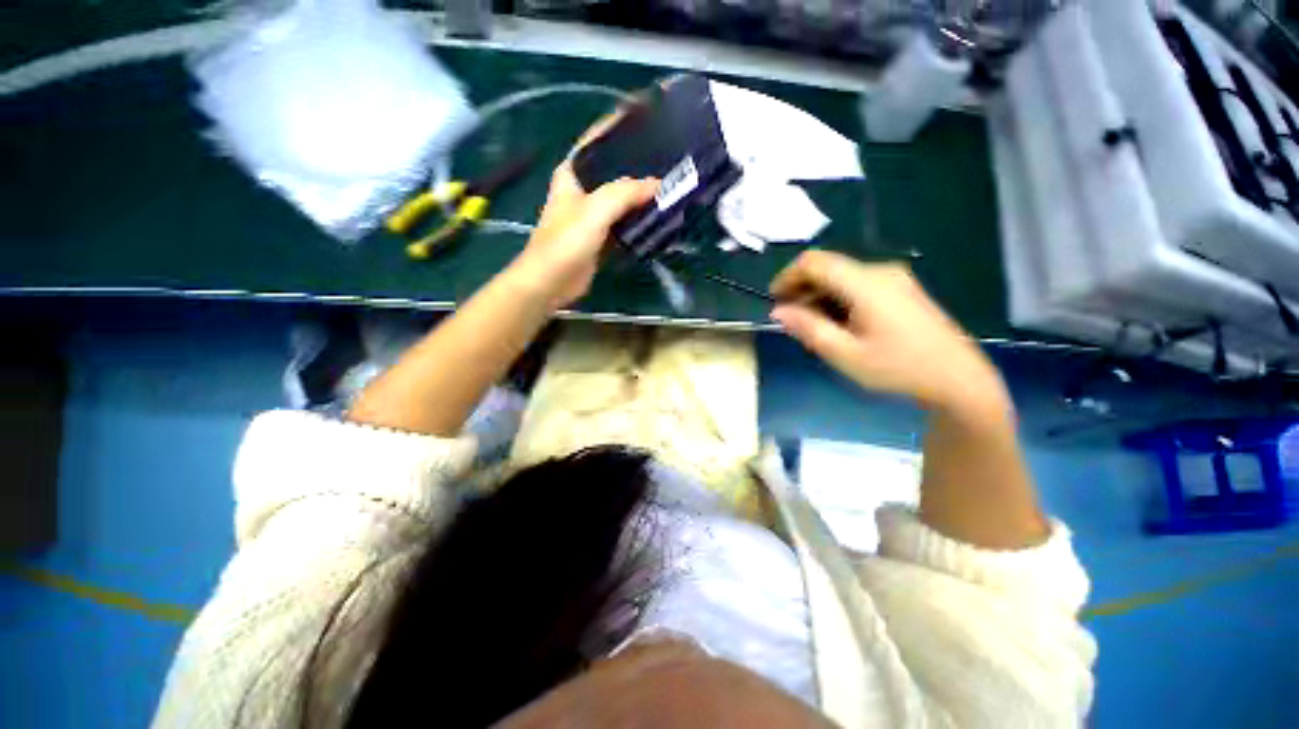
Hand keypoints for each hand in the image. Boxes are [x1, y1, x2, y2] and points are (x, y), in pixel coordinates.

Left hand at [509, 115, 658, 308]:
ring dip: (642, 195)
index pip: (597, 140)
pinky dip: (640, 220)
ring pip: (622, 199)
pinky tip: (660, 216)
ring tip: (672, 184)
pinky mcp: (602, 237)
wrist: (552, 282)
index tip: (648, 116)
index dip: (619, 127)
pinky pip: (625, 223)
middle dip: (639, 164)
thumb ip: (625, 193)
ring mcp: (593, 215)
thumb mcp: (595, 210)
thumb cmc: (565, 241)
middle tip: (669, 156)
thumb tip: (658, 184)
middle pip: (614, 170)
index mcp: (573, 173)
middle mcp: (583, 190)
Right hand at [770, 251, 1008, 419]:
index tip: (775, 300)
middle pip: (827, 267)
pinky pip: (857, 284)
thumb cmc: (897, 368)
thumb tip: (778, 311)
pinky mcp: (901, 289)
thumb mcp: (845, 354)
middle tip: (791, 319)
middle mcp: (879, 271)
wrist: (957, 377)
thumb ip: (808, 329)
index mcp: (865, 284)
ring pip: (841, 276)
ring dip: (819, 296)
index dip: (788, 276)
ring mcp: (894, 278)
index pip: (814, 262)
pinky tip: (838, 324)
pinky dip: (837, 298)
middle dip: (802, 289)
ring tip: (812, 327)